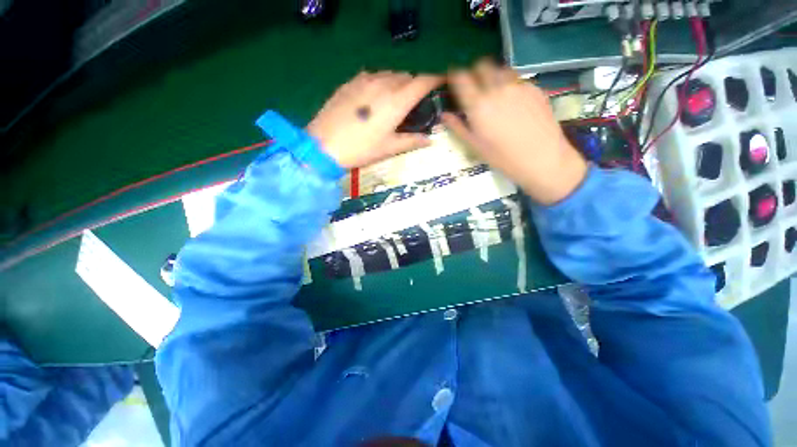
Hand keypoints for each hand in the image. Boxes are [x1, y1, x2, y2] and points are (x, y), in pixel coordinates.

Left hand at [307, 71, 441, 168]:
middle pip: (407, 76)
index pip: (422, 81)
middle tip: (414, 101)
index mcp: (397, 101)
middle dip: (415, 84)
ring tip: (395, 99)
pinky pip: (372, 75)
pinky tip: (375, 96)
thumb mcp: (389, 148)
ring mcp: (365, 80)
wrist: (325, 144)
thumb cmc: (362, 149)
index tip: (440, 83)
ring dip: (397, 82)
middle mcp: (383, 84)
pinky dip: (380, 82)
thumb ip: (412, 141)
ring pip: (389, 74)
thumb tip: (430, 140)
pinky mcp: (351, 82)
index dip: (434, 79)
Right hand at [442, 60, 587, 204]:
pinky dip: (510, 85)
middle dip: (475, 73)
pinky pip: (517, 79)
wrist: (542, 159)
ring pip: (501, 69)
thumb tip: (444, 115)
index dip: (455, 76)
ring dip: (493, 76)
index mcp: (479, 106)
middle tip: (474, 88)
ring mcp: (518, 86)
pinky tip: (513, 103)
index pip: (461, 78)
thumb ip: (458, 128)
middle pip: (482, 65)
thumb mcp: (476, 146)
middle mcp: (497, 89)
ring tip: (494, 93)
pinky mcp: (534, 88)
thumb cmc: (503, 158)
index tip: (454, 81)